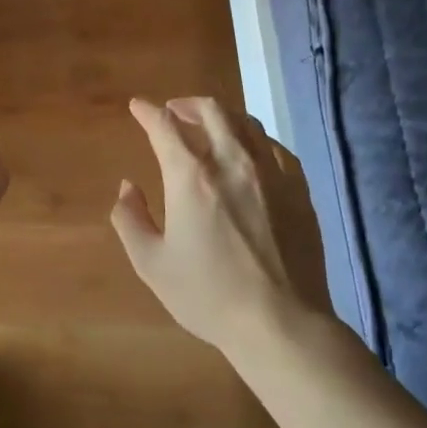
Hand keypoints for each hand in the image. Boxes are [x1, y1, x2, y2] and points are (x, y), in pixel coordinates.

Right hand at [110, 98, 331, 358]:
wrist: (281, 323)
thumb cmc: (208, 295)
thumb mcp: (151, 263)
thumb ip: (130, 219)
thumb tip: (127, 187)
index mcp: (191, 176)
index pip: (165, 125)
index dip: (148, 111)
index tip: (138, 107)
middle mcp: (232, 161)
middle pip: (211, 110)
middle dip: (186, 104)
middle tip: (173, 112)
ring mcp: (271, 173)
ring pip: (246, 122)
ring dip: (221, 116)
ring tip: (209, 127)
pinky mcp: (298, 189)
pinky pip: (274, 147)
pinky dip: (253, 139)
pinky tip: (249, 153)